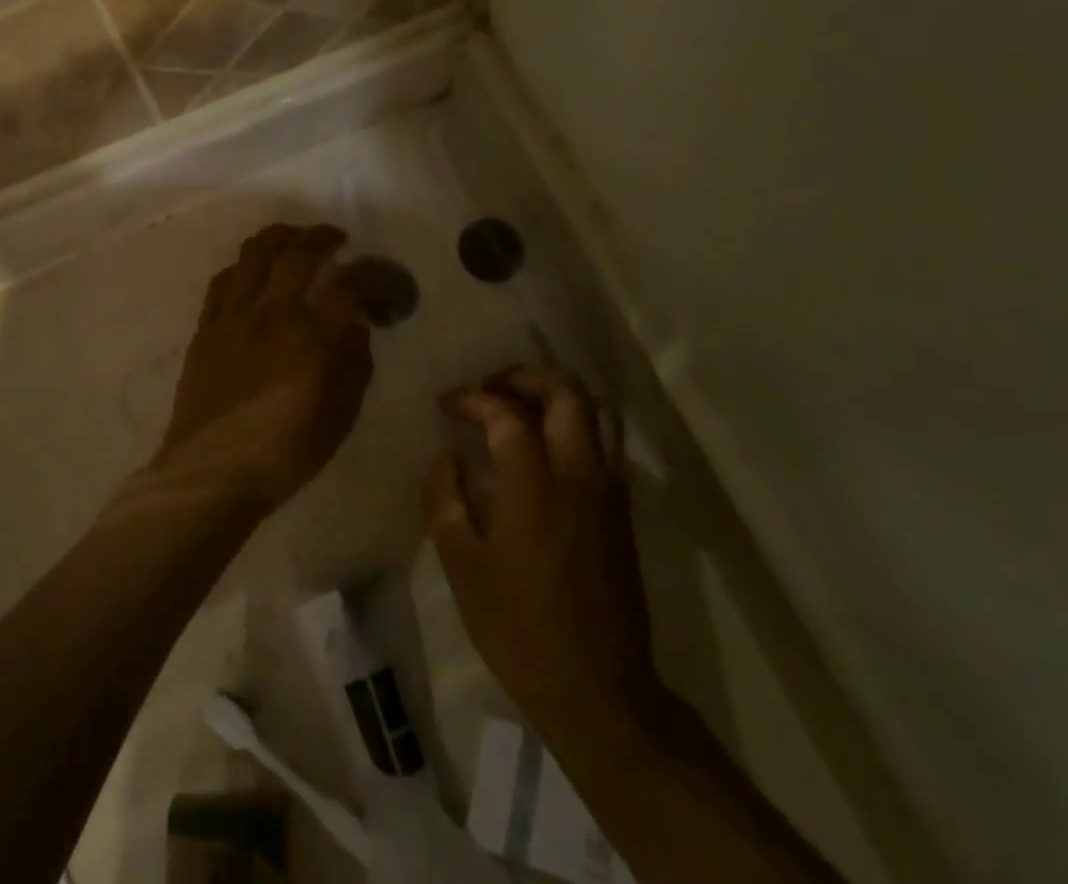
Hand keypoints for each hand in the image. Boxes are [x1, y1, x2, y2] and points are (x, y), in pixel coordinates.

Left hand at [156, 224, 374, 512]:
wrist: (210, 473)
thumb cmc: (283, 455)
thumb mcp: (338, 419)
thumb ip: (354, 367)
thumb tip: (357, 329)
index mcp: (311, 338)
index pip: (348, 285)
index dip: (370, 274)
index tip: (378, 277)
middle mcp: (272, 313)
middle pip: (297, 252)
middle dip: (322, 236)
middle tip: (336, 238)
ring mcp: (233, 316)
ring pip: (254, 253)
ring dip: (279, 236)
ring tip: (294, 238)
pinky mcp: (206, 327)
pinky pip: (223, 279)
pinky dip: (243, 265)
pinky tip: (252, 270)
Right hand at [427, 368, 659, 723]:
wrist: (598, 690)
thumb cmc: (518, 626)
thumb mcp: (461, 563)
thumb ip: (446, 497)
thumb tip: (447, 456)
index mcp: (534, 482)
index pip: (505, 412)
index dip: (473, 398)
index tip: (446, 404)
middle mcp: (579, 473)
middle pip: (565, 393)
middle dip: (525, 377)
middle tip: (491, 386)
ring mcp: (608, 491)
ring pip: (594, 414)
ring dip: (555, 397)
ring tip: (519, 407)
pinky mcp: (622, 513)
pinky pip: (603, 445)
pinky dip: (574, 427)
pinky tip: (545, 450)